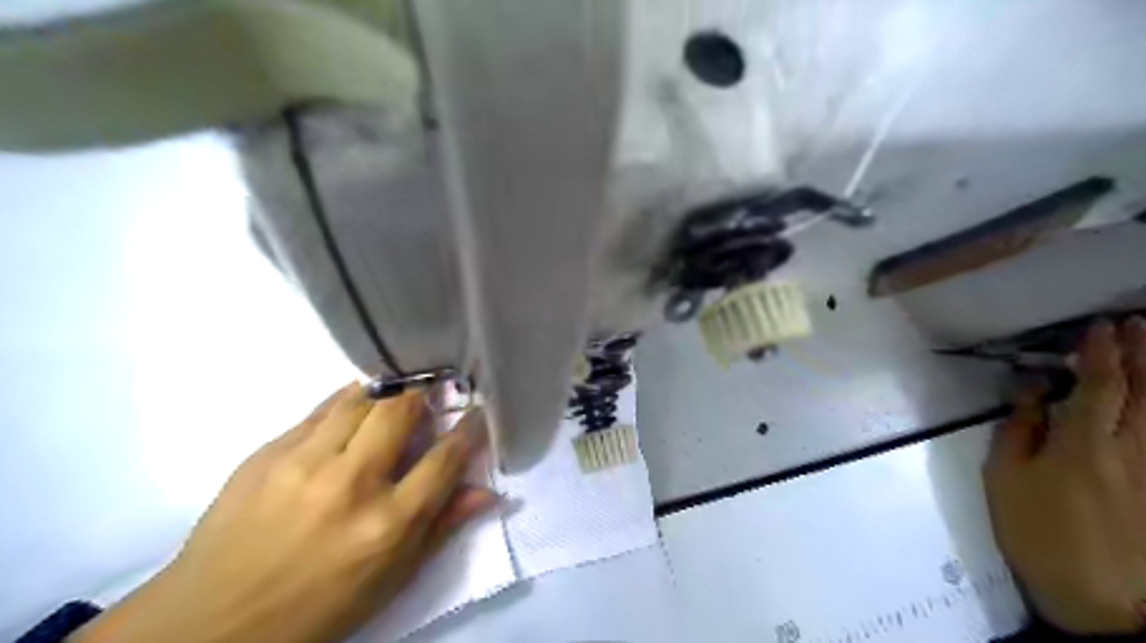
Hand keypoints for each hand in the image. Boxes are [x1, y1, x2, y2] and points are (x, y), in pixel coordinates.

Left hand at [71, 382, 497, 642]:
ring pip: (361, 398)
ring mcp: (304, 462)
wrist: (211, 623)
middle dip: (425, 393)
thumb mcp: (392, 579)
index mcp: (388, 523)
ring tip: (398, 392)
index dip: (469, 428)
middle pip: (401, 410)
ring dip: (388, 390)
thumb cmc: (318, 608)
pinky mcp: (267, 453)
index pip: (446, 457)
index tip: (478, 411)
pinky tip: (355, 408)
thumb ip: (443, 527)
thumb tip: (489, 493)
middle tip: (434, 392)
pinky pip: (321, 410)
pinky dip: (348, 402)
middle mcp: (351, 483)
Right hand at [986, 320, 1145, 634]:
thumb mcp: (1005, 479)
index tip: (1100, 326)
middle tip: (1138, 322)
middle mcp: (1131, 451)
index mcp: (1083, 447)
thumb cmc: (1036, 533)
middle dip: (1143, 354)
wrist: (1098, 599)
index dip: (1101, 354)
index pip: (1100, 387)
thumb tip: (1034, 391)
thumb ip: (1020, 430)